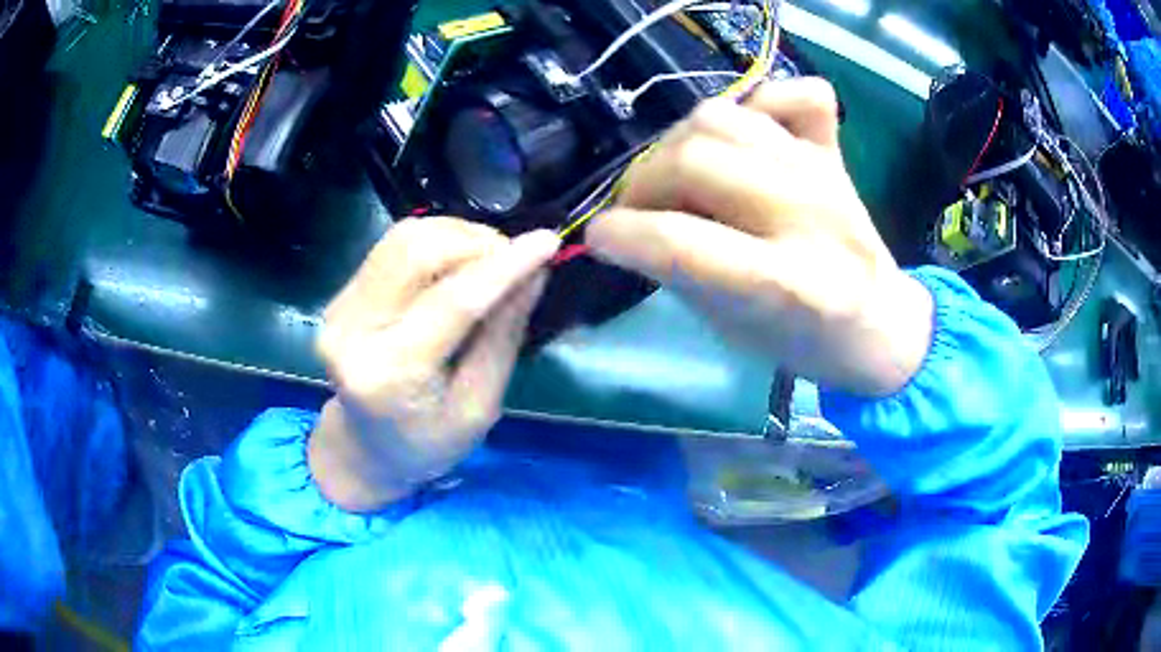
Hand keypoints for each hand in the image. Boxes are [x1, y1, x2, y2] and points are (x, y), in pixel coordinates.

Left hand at [309, 218, 559, 510]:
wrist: (365, 449)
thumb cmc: (430, 442)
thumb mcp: (479, 406)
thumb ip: (503, 336)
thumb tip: (535, 273)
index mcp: (391, 375)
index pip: (452, 302)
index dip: (503, 266)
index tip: (548, 242)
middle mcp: (353, 333)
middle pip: (416, 252)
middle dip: (476, 242)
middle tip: (513, 260)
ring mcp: (340, 309)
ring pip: (403, 238)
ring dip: (456, 236)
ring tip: (488, 260)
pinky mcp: (340, 296)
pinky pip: (392, 247)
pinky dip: (434, 243)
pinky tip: (456, 263)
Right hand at [586, 78, 932, 395]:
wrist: (882, 324)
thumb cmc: (805, 343)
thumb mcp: (732, 330)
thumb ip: (681, 272)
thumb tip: (632, 225)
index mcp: (793, 286)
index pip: (686, 243)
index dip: (625, 234)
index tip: (599, 238)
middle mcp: (811, 216)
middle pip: (696, 159)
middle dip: (642, 183)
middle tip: (638, 211)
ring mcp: (826, 173)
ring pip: (723, 116)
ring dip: (678, 144)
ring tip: (678, 177)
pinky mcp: (836, 149)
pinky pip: (794, 93)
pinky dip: (759, 101)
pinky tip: (744, 139)